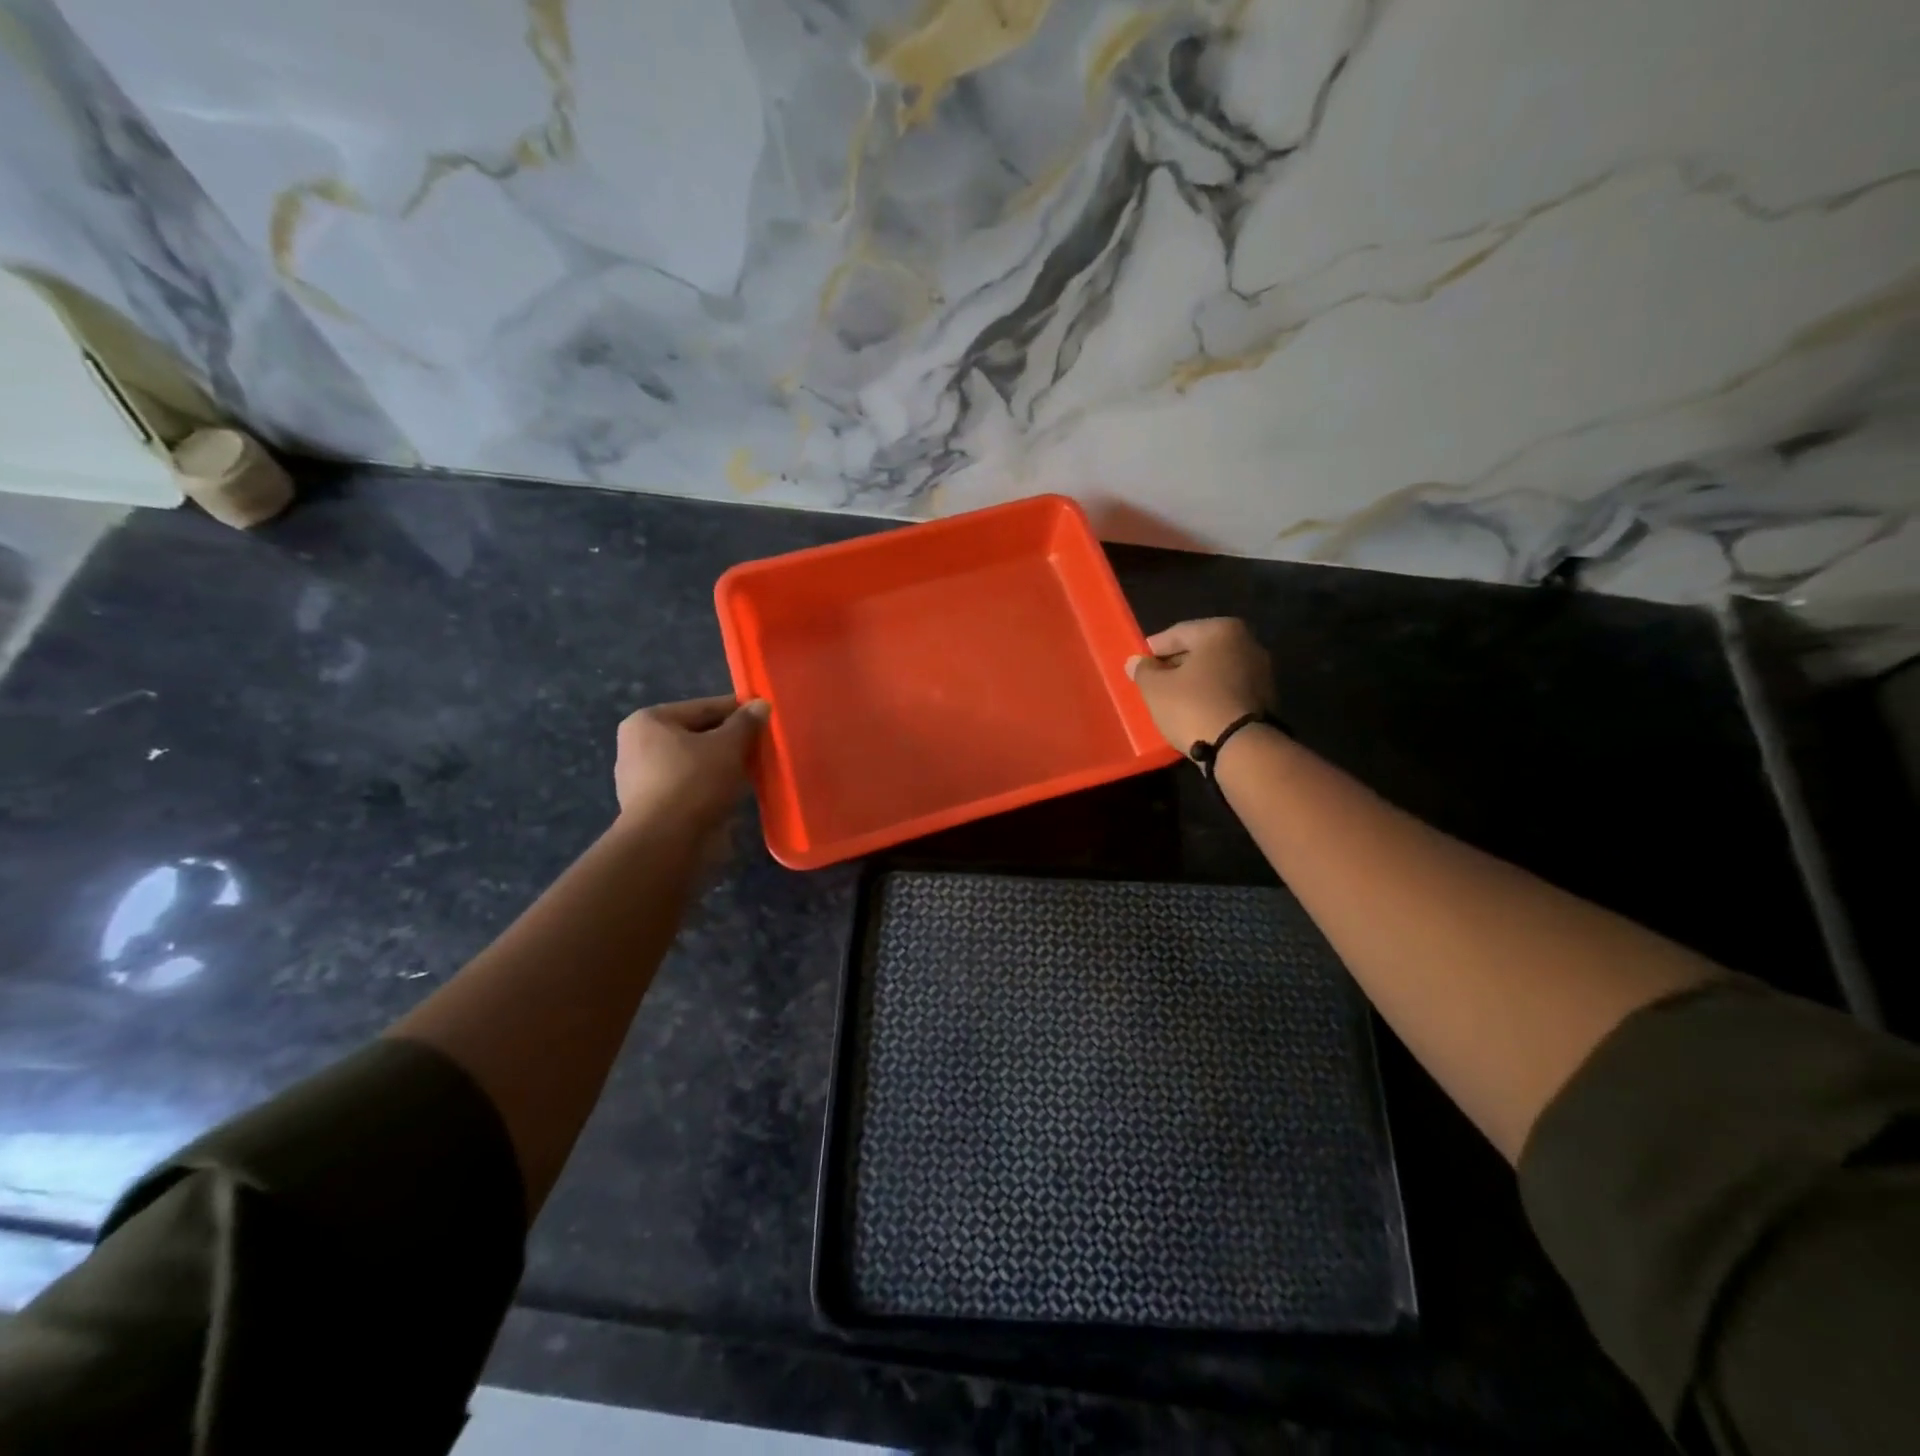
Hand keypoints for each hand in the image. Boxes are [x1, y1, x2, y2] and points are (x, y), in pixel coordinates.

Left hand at [614, 695, 767, 826]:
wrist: (667, 843)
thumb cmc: (695, 782)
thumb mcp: (729, 746)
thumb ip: (746, 723)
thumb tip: (761, 704)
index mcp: (648, 721)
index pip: (703, 707)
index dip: (737, 711)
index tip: (764, 717)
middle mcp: (637, 746)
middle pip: (697, 735)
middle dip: (729, 740)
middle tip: (762, 745)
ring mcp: (641, 780)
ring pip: (694, 763)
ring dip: (722, 765)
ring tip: (754, 770)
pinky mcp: (651, 808)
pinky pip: (689, 787)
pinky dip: (711, 787)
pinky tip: (734, 792)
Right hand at [1125, 618, 1274, 756]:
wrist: (1240, 747)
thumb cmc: (1192, 706)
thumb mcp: (1156, 688)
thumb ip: (1143, 670)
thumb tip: (1135, 661)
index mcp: (1221, 631)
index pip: (1178, 633)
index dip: (1155, 648)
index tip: (1140, 662)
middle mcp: (1247, 643)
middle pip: (1201, 650)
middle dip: (1176, 664)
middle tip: (1154, 681)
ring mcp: (1261, 671)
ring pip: (1216, 670)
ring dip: (1194, 680)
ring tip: (1172, 698)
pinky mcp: (1265, 697)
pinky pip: (1228, 688)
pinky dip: (1211, 694)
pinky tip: (1195, 709)